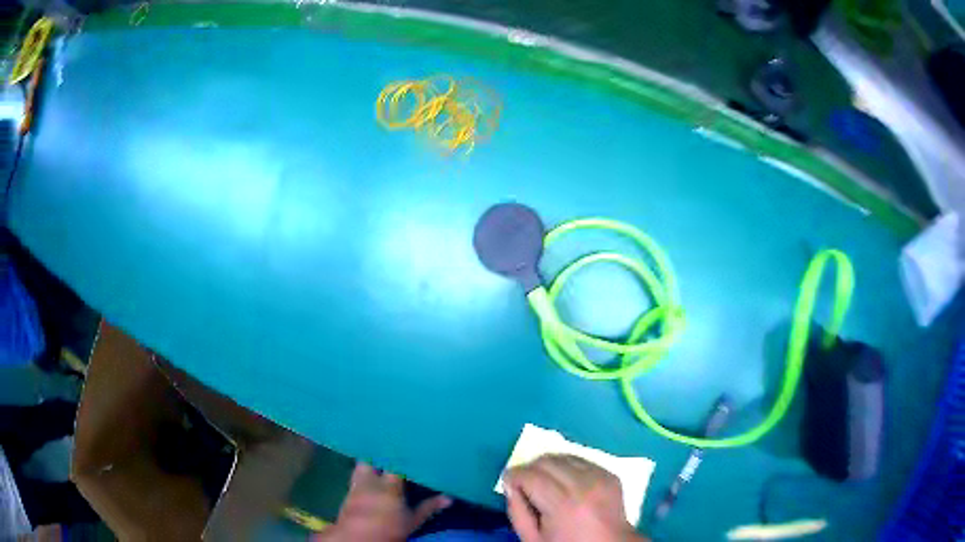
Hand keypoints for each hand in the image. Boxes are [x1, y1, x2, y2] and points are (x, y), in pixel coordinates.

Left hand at [316, 463, 451, 541]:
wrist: (360, 538)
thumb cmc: (389, 529)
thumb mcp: (413, 521)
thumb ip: (429, 507)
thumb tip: (448, 498)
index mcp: (389, 485)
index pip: (395, 463)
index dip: (402, 455)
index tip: (409, 448)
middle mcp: (370, 481)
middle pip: (372, 459)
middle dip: (380, 454)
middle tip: (391, 451)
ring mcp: (356, 486)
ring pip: (360, 466)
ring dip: (369, 464)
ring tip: (378, 462)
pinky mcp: (347, 494)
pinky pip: (354, 478)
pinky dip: (361, 476)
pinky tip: (367, 479)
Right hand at [504, 454, 646, 541]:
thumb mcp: (532, 538)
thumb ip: (517, 511)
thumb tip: (510, 485)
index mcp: (562, 503)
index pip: (529, 474)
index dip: (513, 477)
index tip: (509, 483)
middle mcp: (584, 484)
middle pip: (546, 460)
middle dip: (530, 469)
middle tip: (525, 485)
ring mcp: (601, 477)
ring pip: (564, 455)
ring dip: (549, 466)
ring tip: (546, 483)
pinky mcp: (610, 474)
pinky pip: (582, 460)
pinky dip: (568, 467)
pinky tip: (566, 483)